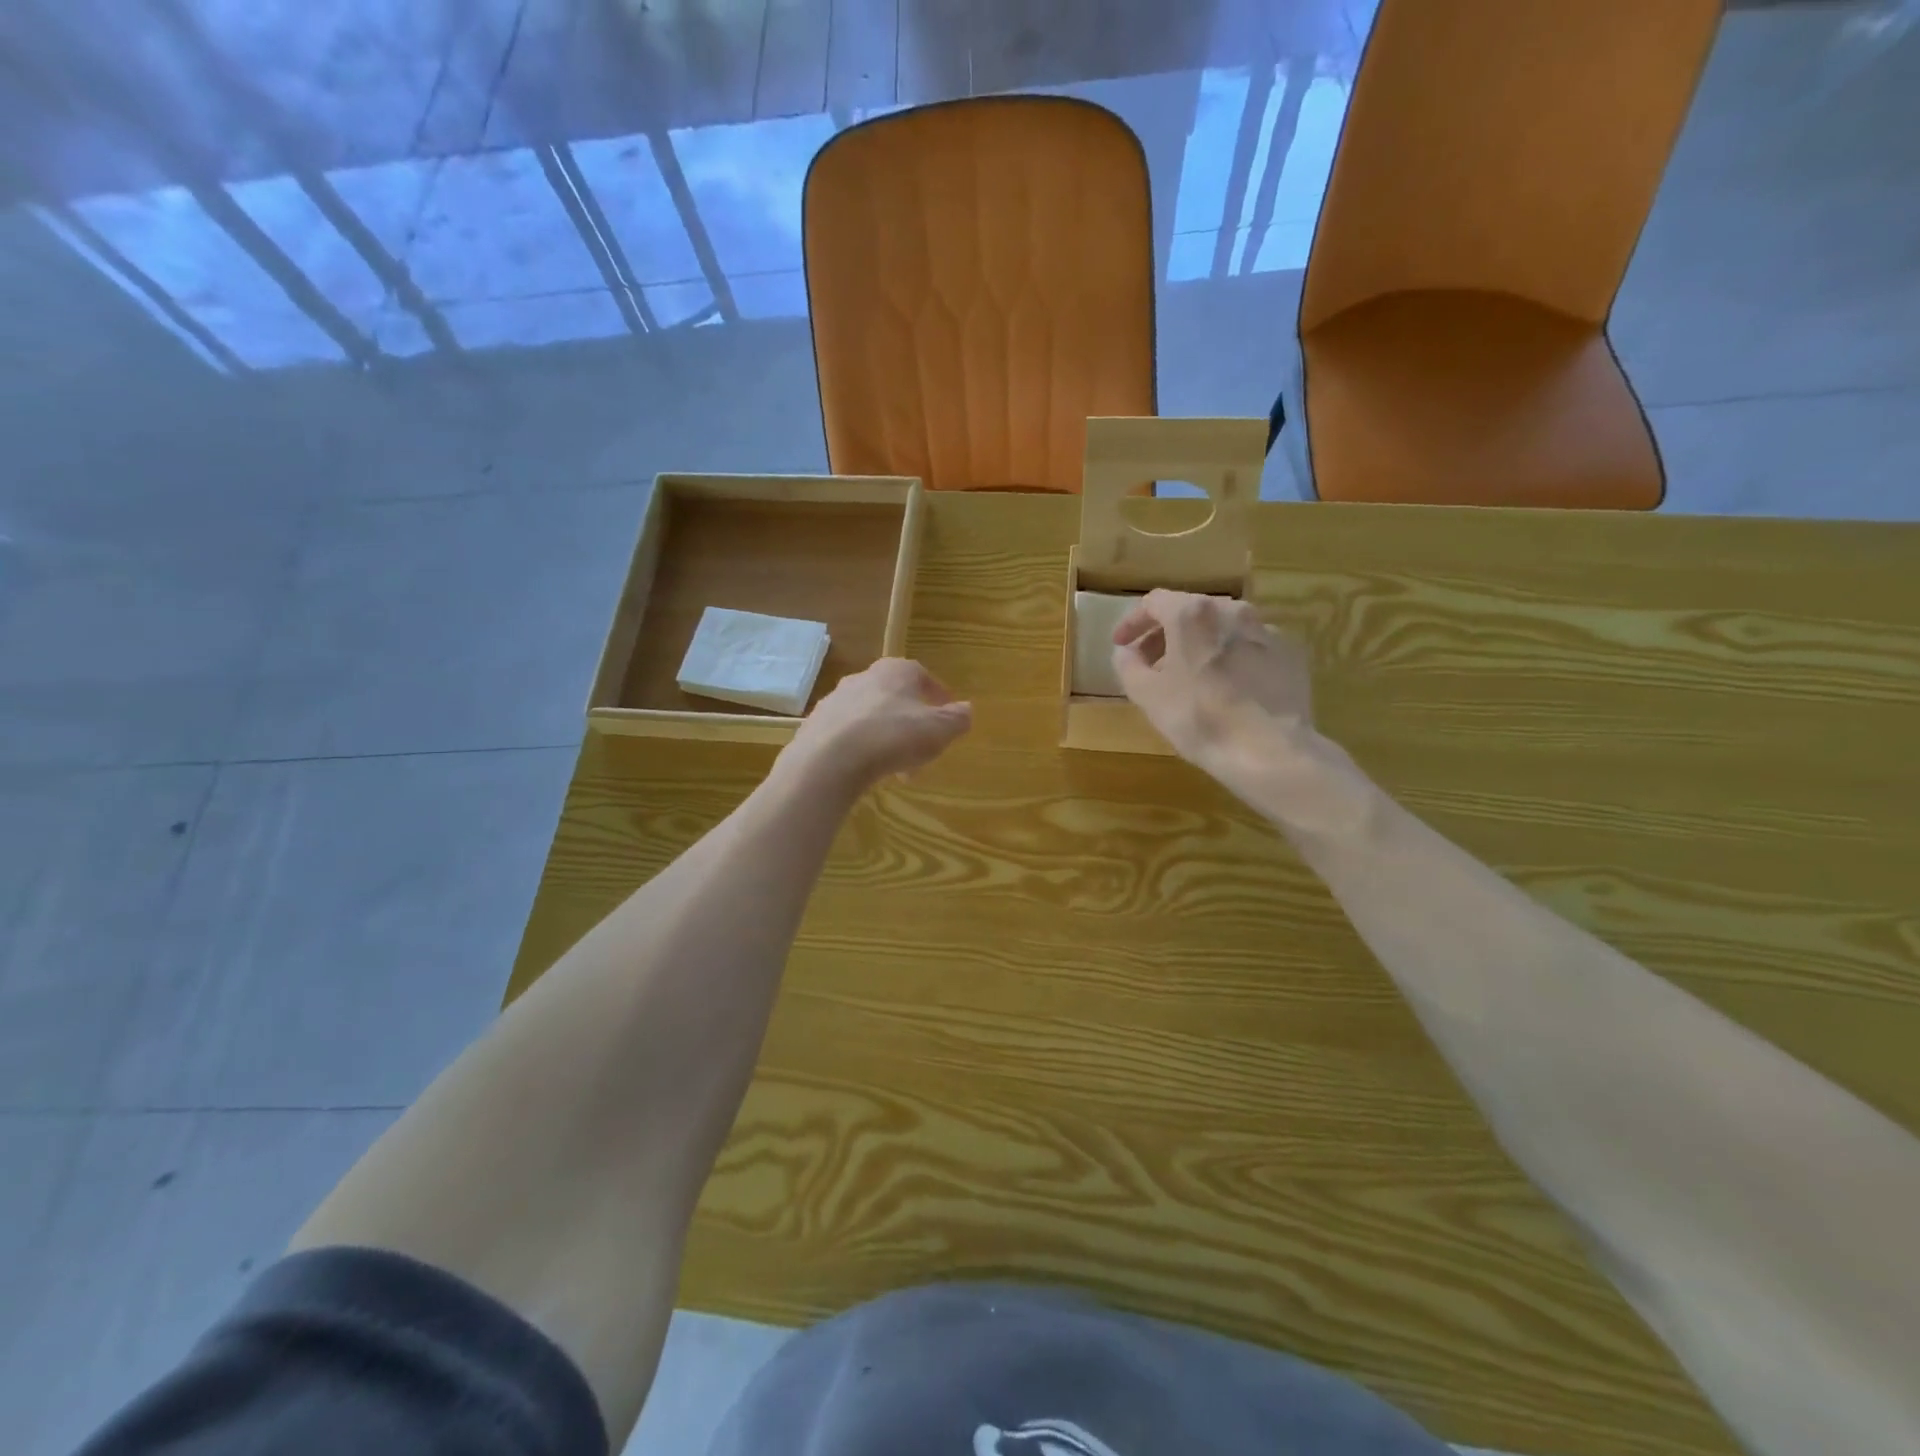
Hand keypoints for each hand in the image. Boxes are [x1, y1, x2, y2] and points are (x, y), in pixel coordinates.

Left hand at [780, 658, 971, 793]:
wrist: (830, 759)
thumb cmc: (893, 736)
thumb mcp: (938, 730)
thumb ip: (956, 719)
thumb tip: (966, 709)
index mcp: (896, 671)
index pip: (922, 675)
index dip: (937, 695)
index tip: (946, 714)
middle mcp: (864, 677)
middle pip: (894, 697)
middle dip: (910, 720)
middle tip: (923, 747)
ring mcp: (836, 700)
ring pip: (871, 716)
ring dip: (886, 736)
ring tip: (896, 766)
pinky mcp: (816, 725)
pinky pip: (848, 734)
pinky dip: (862, 747)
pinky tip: (867, 769)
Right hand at [1111, 590, 1313, 780]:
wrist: (1269, 750)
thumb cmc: (1199, 717)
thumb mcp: (1147, 695)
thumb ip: (1128, 666)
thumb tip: (1126, 652)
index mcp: (1193, 614)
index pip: (1154, 603)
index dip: (1133, 622)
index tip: (1122, 645)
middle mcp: (1232, 610)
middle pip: (1191, 612)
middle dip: (1166, 635)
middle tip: (1151, 664)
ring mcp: (1266, 630)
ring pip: (1223, 629)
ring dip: (1200, 645)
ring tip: (1190, 677)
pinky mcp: (1290, 654)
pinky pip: (1250, 648)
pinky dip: (1232, 659)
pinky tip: (1228, 688)